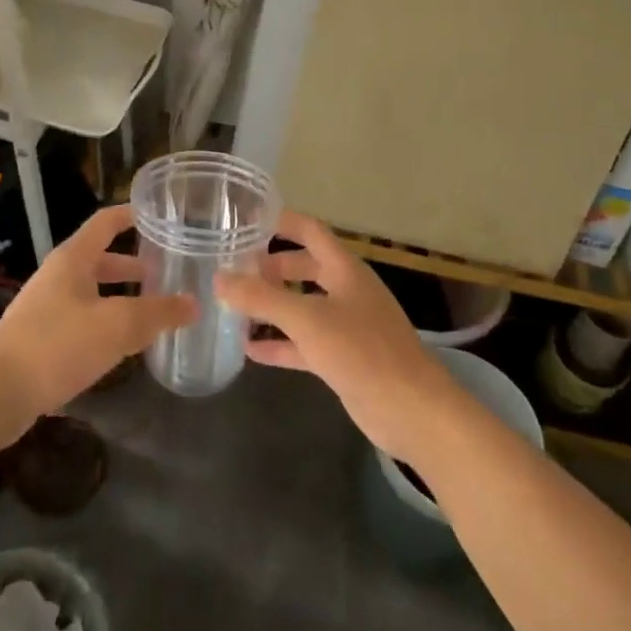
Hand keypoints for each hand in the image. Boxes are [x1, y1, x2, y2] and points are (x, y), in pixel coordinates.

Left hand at [0, 205, 195, 419]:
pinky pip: (80, 318)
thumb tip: (194, 304)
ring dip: (119, 295)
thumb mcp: (117, 326)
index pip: (106, 222)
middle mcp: (57, 275)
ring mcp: (45, 307)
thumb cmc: (58, 345)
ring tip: (149, 310)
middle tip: (164, 272)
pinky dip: (104, 321)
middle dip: (132, 264)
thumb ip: (158, 313)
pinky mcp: (39, 338)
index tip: (159, 215)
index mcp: (73, 259)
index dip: (131, 214)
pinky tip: (120, 344)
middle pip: (100, 258)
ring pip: (91, 291)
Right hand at [214, 213, 461, 463]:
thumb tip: (219, 277)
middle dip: (270, 266)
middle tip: (233, 269)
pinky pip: (304, 343)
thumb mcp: (306, 319)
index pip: (309, 230)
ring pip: (302, 305)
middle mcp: (346, 290)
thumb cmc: (362, 351)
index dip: (280, 221)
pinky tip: (249, 350)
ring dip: (272, 305)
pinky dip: (280, 343)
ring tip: (233, 306)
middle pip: (303, 266)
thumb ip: (261, 298)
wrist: (411, 410)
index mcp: (344, 268)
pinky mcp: (343, 358)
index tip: (245, 220)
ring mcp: (346, 325)